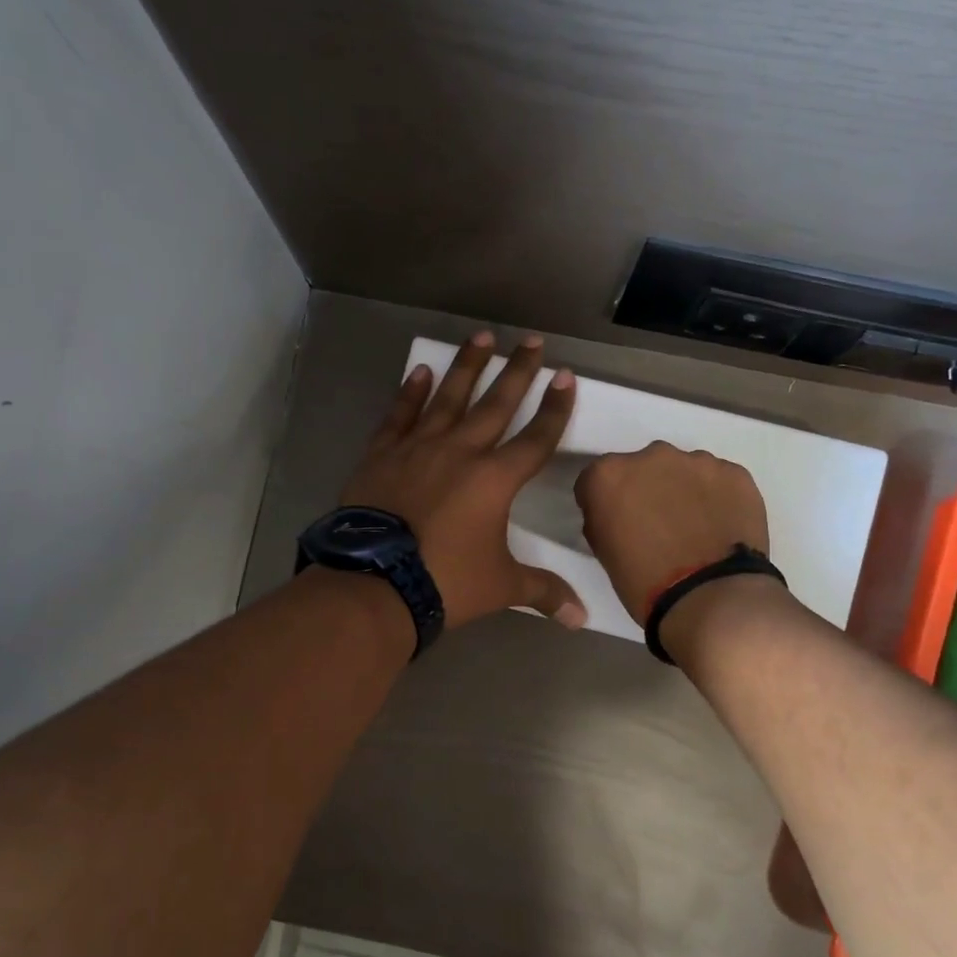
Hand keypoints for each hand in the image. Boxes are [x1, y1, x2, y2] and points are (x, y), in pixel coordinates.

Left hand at [338, 331, 585, 630]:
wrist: (375, 583)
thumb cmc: (446, 581)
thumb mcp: (501, 586)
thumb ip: (543, 592)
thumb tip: (581, 619)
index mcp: (495, 480)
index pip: (536, 438)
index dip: (554, 408)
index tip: (565, 376)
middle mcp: (461, 451)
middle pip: (496, 404)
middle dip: (517, 371)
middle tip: (531, 340)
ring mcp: (419, 448)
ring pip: (449, 398)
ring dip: (467, 367)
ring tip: (481, 337)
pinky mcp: (383, 455)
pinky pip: (400, 415)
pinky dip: (411, 393)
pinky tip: (422, 371)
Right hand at [573, 441, 770, 624]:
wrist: (711, 598)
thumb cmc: (645, 583)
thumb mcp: (605, 553)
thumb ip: (605, 519)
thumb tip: (619, 514)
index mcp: (609, 476)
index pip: (596, 480)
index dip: (605, 502)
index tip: (615, 523)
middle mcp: (650, 456)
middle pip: (642, 467)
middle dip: (646, 489)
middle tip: (657, 525)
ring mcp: (697, 461)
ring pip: (684, 470)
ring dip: (683, 491)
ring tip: (695, 529)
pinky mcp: (735, 473)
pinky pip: (719, 480)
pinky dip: (717, 498)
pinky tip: (721, 528)